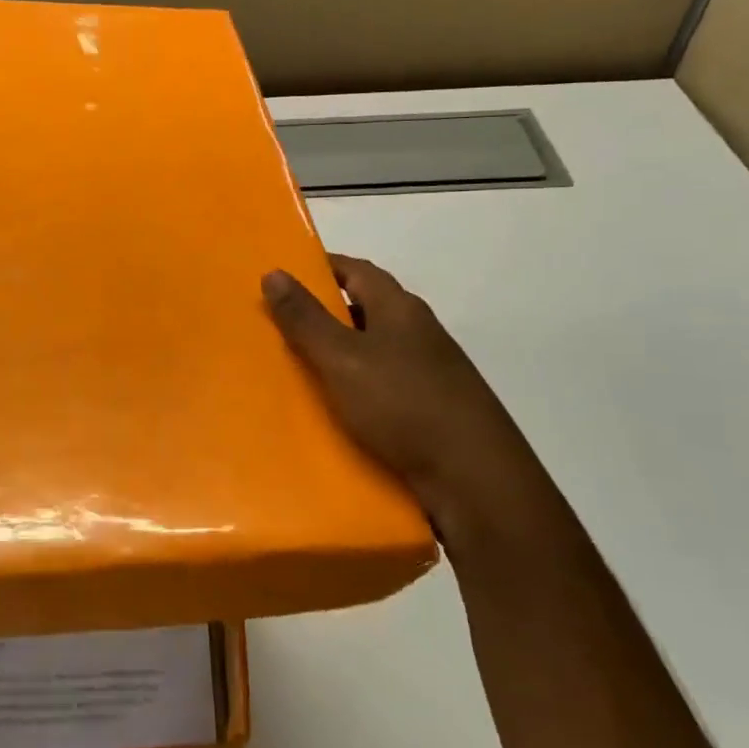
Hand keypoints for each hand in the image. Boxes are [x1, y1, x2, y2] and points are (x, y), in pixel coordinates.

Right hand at [262, 254, 527, 524]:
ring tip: (296, 370)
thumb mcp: (342, 358)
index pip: (356, 270)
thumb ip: (306, 318)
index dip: (320, 268)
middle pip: (365, 309)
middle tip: (278, 327)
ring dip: (338, 355)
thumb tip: (273, 272)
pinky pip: (382, 388)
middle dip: (323, 314)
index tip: (283, 277)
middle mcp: (418, 332)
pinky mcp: (431, 409)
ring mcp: (429, 372)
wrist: (474, 479)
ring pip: (373, 351)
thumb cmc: (403, 404)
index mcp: (400, 308)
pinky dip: (355, 390)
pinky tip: (334, 412)